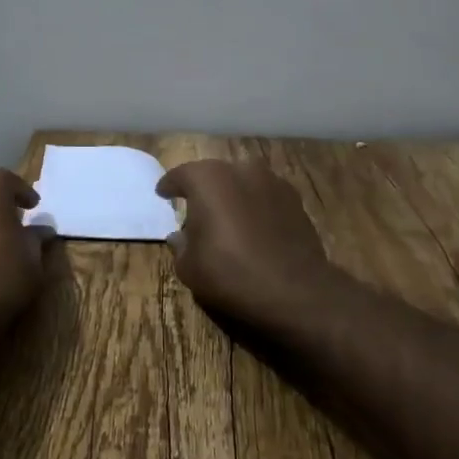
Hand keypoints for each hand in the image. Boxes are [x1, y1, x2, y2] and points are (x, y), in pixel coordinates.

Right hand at [157, 160, 347, 334]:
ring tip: (227, 219)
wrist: (294, 289)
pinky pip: (264, 196)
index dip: (169, 186)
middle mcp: (239, 169)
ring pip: (242, 182)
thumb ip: (180, 245)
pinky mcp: (294, 198)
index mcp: (207, 179)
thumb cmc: (230, 272)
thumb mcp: (189, 267)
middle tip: (195, 210)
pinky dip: (255, 206)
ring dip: (232, 195)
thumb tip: (179, 236)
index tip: (163, 194)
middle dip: (203, 190)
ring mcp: (271, 181)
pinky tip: (253, 227)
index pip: (180, 175)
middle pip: (213, 175)